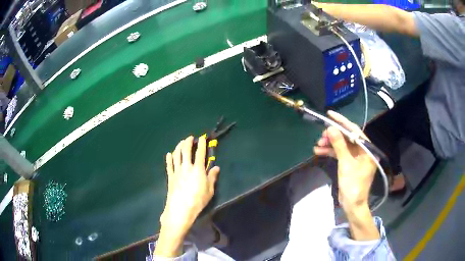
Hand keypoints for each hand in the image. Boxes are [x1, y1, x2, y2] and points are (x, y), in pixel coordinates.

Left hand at [155, 136, 219, 256]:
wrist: (180, 209)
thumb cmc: (198, 200)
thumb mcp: (210, 190)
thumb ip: (212, 177)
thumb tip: (216, 167)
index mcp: (198, 169)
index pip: (200, 153)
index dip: (201, 144)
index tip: (202, 138)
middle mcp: (186, 167)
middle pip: (186, 150)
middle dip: (188, 142)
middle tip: (190, 138)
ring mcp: (177, 171)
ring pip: (176, 155)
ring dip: (178, 146)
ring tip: (181, 143)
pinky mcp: (170, 176)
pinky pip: (169, 165)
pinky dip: (169, 158)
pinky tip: (169, 154)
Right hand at [314, 111, 375, 207]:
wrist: (352, 205)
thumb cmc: (353, 185)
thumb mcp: (346, 164)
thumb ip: (339, 145)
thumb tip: (331, 128)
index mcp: (367, 150)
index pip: (355, 131)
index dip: (342, 122)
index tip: (330, 114)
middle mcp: (363, 151)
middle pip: (347, 138)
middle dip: (334, 135)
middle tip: (321, 135)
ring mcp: (356, 158)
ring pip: (342, 145)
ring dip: (330, 144)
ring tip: (318, 144)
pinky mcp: (350, 163)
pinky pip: (340, 154)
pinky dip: (331, 152)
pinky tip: (319, 151)